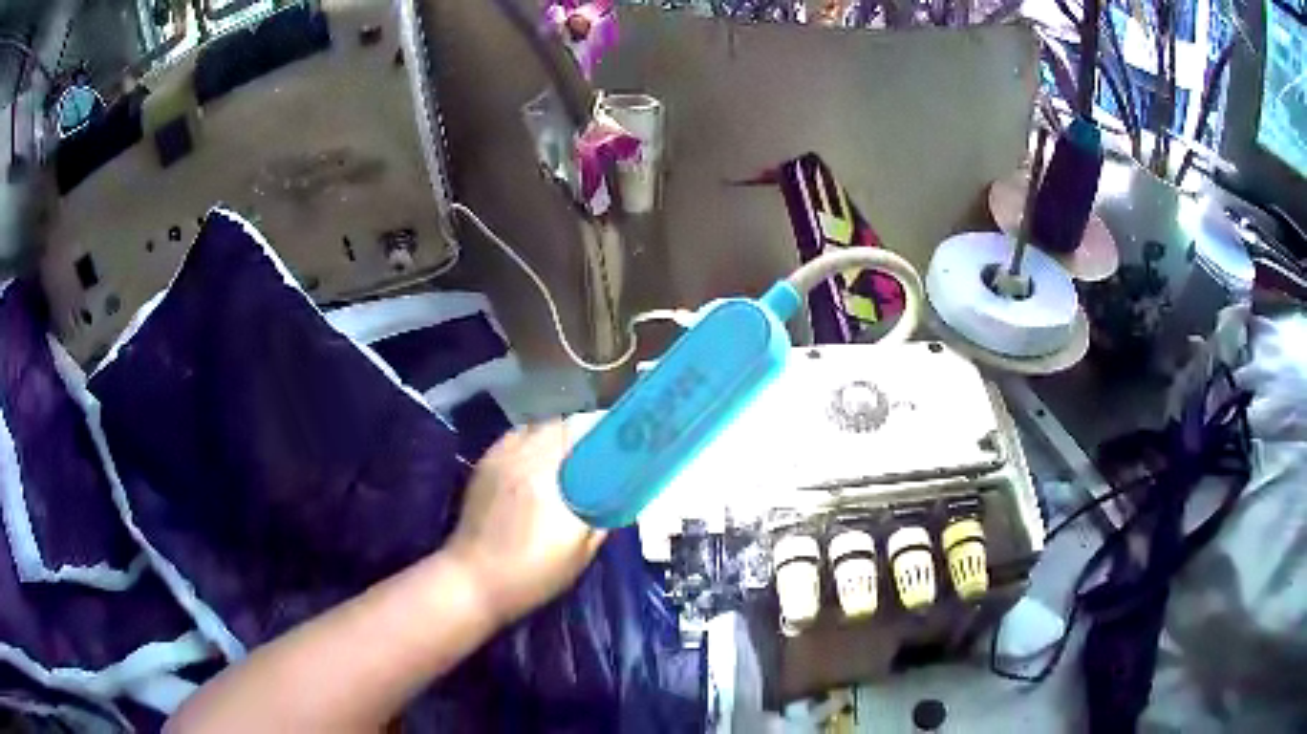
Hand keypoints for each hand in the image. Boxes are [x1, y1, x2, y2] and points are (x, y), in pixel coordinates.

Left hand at [446, 421, 605, 625]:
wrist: (473, 581)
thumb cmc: (531, 575)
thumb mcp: (580, 554)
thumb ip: (602, 518)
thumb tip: (618, 495)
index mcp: (550, 477)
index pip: (584, 431)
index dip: (607, 430)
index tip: (624, 440)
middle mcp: (525, 457)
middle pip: (563, 424)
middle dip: (585, 431)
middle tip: (601, 449)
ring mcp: (502, 457)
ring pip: (539, 426)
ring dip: (560, 433)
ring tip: (572, 452)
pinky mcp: (486, 462)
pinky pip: (518, 436)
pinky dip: (535, 439)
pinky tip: (540, 458)